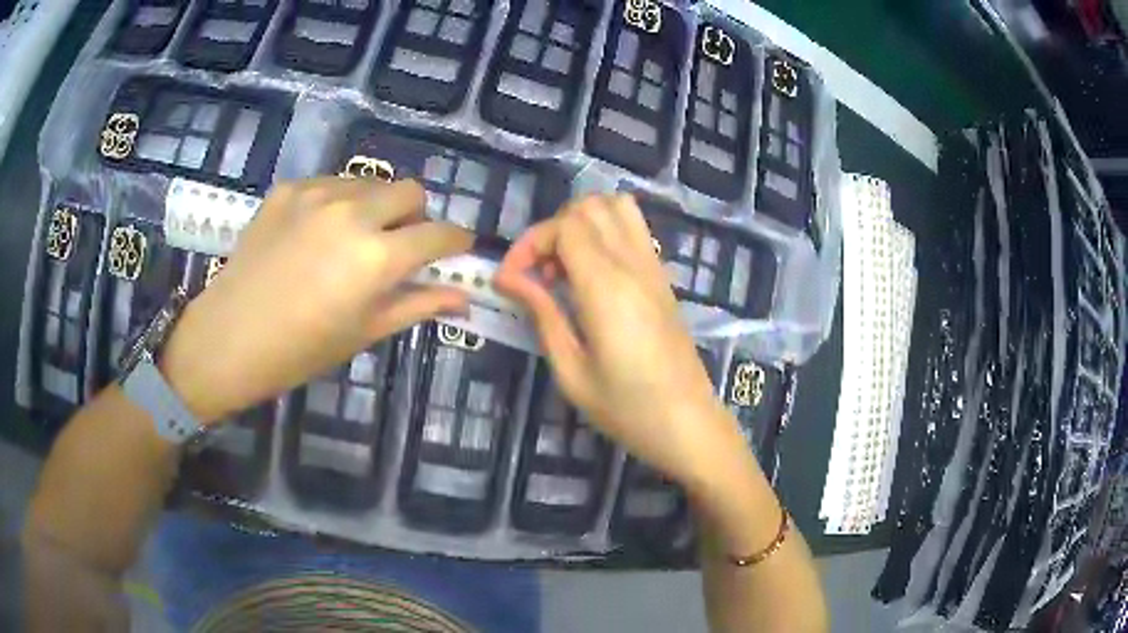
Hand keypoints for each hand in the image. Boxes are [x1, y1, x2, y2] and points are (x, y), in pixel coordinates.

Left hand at [161, 178, 473, 422]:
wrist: (228, 337)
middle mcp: (354, 212)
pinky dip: (338, 204)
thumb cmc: (300, 349)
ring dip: (376, 207)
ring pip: (370, 183)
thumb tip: (462, 297)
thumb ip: (418, 305)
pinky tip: (316, 234)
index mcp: (377, 256)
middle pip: (411, 191)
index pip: (439, 234)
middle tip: (398, 246)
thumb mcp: (364, 332)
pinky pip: (331, 184)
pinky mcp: (289, 188)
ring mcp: (318, 193)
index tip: (456, 249)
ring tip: (351, 240)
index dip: (456, 241)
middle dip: (416, 217)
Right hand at [495, 194, 748, 488]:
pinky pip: (634, 229)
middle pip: (588, 207)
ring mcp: (654, 268)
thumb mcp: (572, 372)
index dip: (529, 244)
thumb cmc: (627, 409)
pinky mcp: (663, 279)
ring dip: (581, 225)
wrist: (689, 424)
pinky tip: (592, 276)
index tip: (510, 281)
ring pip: (616, 207)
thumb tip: (509, 279)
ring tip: (564, 268)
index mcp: (607, 287)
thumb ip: (542, 314)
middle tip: (538, 275)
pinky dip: (605, 233)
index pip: (564, 227)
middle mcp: (633, 265)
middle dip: (551, 230)